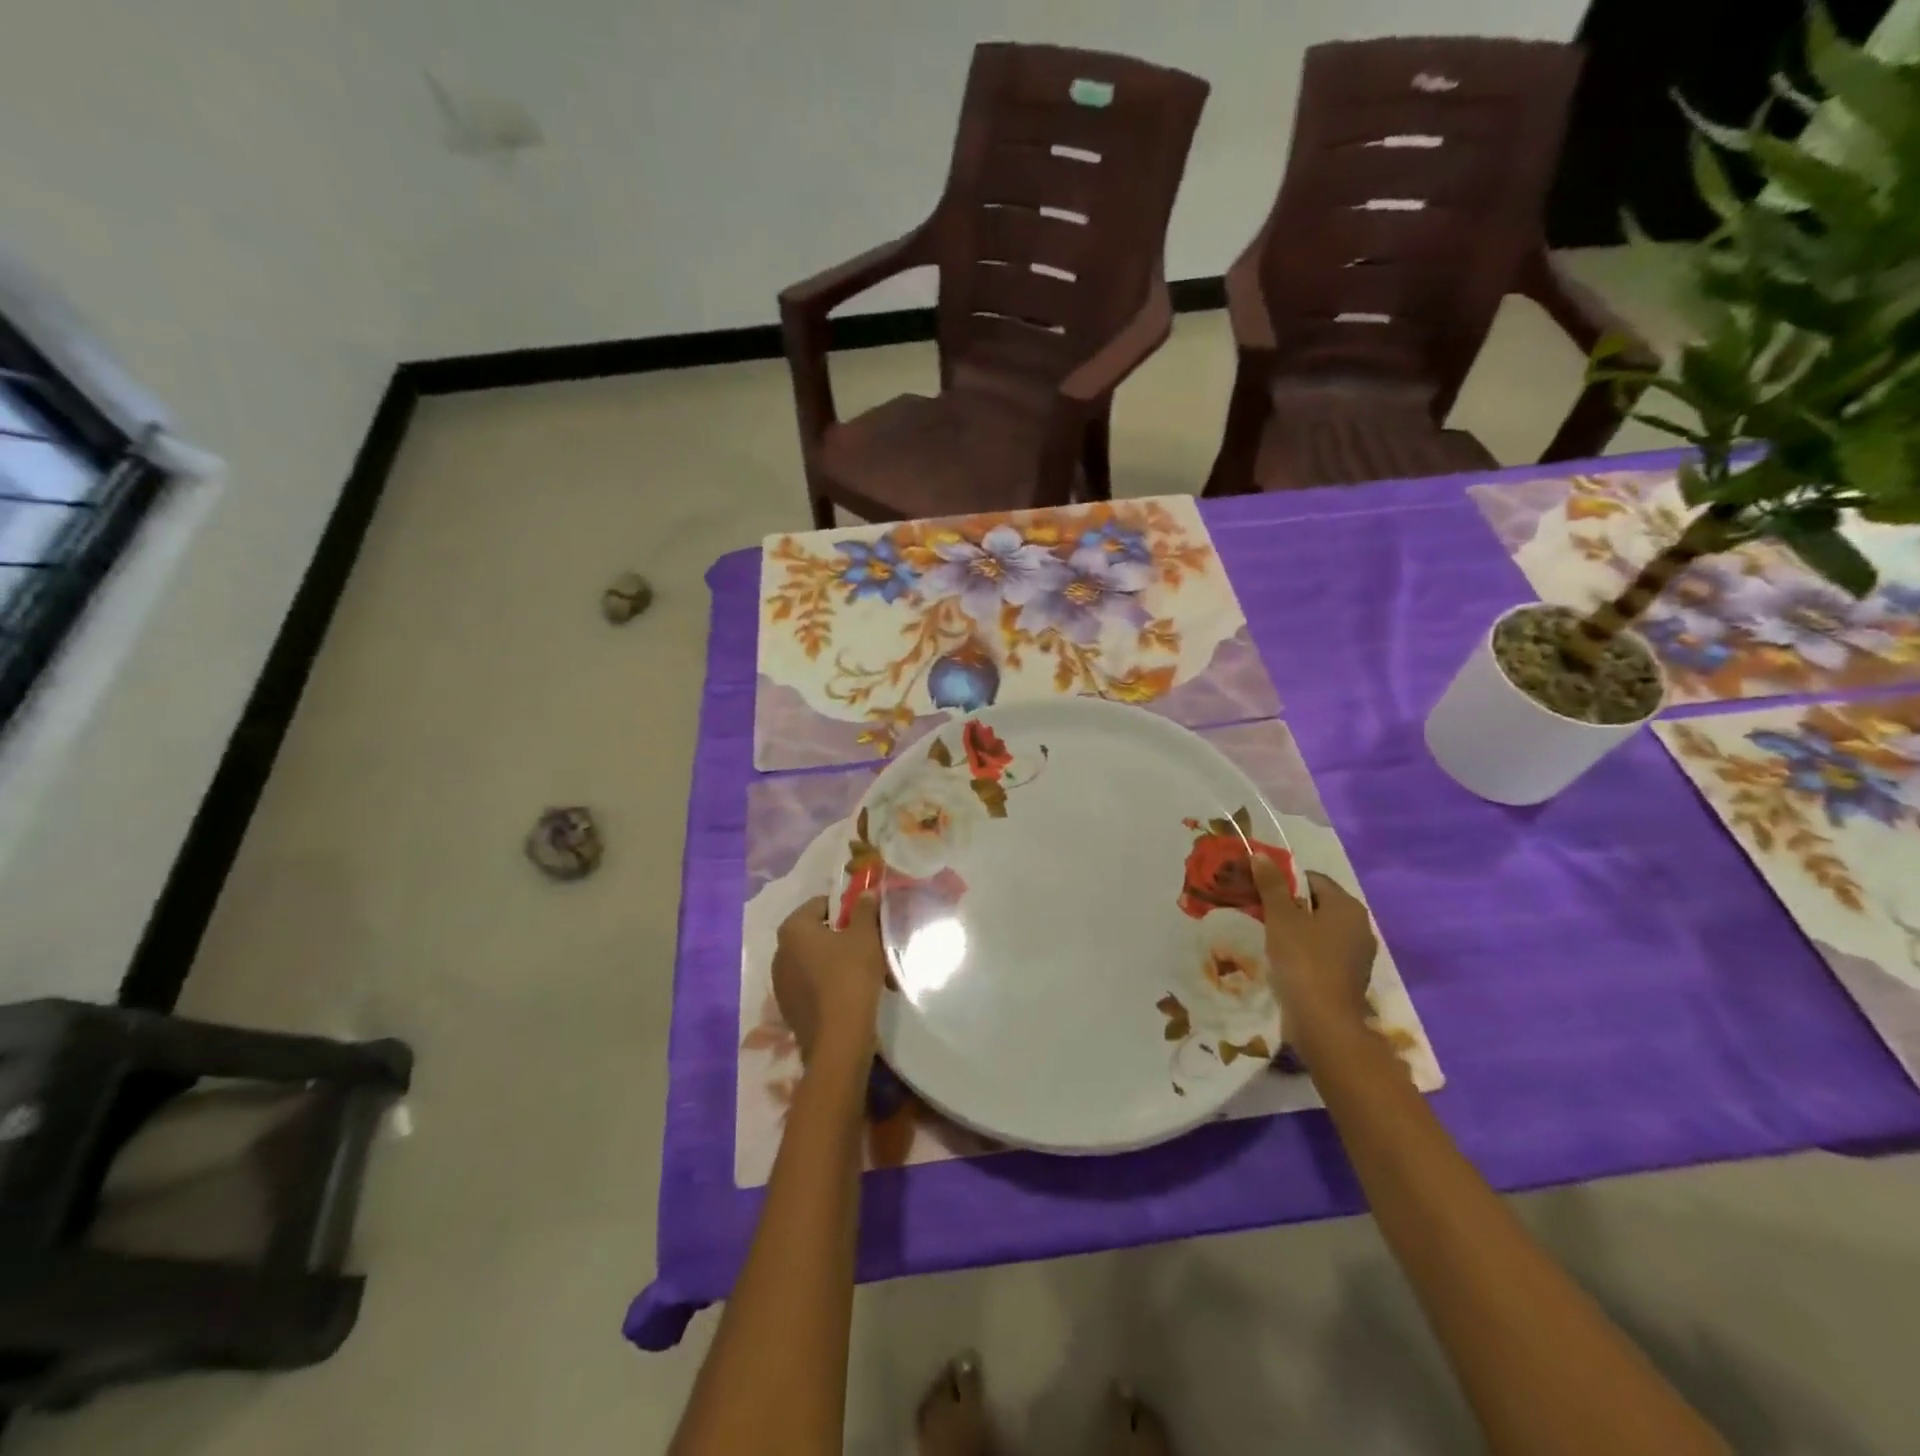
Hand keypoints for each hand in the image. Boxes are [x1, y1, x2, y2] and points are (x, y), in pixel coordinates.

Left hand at [773, 894, 888, 1068]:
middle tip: (870, 945)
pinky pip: (813, 985)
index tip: (866, 919)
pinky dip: (831, 984)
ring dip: (839, 962)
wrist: (839, 1039)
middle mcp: (779, 952)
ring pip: (816, 961)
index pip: (820, 904)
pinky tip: (853, 995)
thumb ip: (864, 909)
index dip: (846, 907)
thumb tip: (864, 892)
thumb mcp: (865, 936)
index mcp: (793, 929)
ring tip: (867, 973)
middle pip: (817, 933)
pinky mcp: (789, 1008)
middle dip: (843, 937)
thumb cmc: (851, 976)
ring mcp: (781, 983)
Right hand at [1253, 859, 1376, 1048]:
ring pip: (1321, 929)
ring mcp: (1358, 953)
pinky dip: (1306, 951)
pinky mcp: (1350, 976)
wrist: (1324, 1021)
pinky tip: (1285, 960)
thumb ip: (1272, 885)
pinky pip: (1324, 952)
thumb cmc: (1303, 960)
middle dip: (1289, 905)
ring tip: (1268, 936)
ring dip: (1296, 929)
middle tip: (1260, 912)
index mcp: (1347, 906)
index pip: (1313, 879)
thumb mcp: (1281, 917)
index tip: (1260, 891)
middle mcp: (1360, 925)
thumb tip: (1261, 855)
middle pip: (1318, 904)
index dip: (1284, 881)